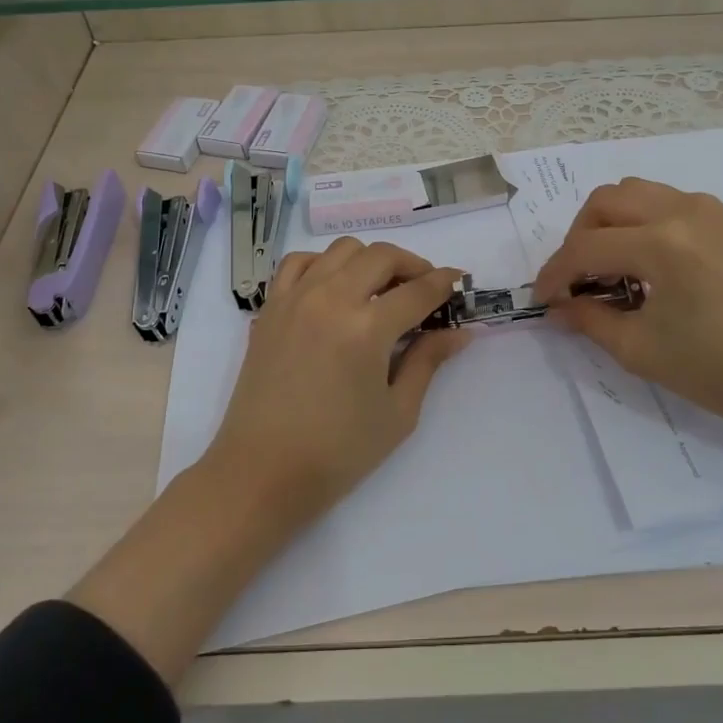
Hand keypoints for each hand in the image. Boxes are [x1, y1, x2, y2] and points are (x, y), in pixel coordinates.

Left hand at [206, 237, 471, 520]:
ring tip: (382, 289)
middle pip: (382, 256)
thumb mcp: (397, 413)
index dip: (446, 283)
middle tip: (425, 290)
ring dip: (371, 260)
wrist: (262, 472)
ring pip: (342, 250)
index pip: (418, 290)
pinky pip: (299, 263)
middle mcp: (330, 299)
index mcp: (367, 328)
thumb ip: (428, 362)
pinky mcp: (270, 308)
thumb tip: (459, 332)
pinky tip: (335, 288)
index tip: (460, 282)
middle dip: (413, 265)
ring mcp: (295, 298)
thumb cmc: (337, 452)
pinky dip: (324, 264)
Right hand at [532, 179, 722, 496]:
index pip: (586, 247)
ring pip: (635, 192)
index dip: (554, 273)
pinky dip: (640, 221)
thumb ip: (589, 320)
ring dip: (608, 223)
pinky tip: (644, 261)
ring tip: (608, 267)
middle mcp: (682, 212)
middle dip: (578, 238)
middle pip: (605, 201)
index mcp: (662, 244)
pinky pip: (665, 201)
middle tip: (576, 280)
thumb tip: (557, 307)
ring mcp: (708, 210)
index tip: (542, 298)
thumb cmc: (719, 370)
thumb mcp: (640, 350)